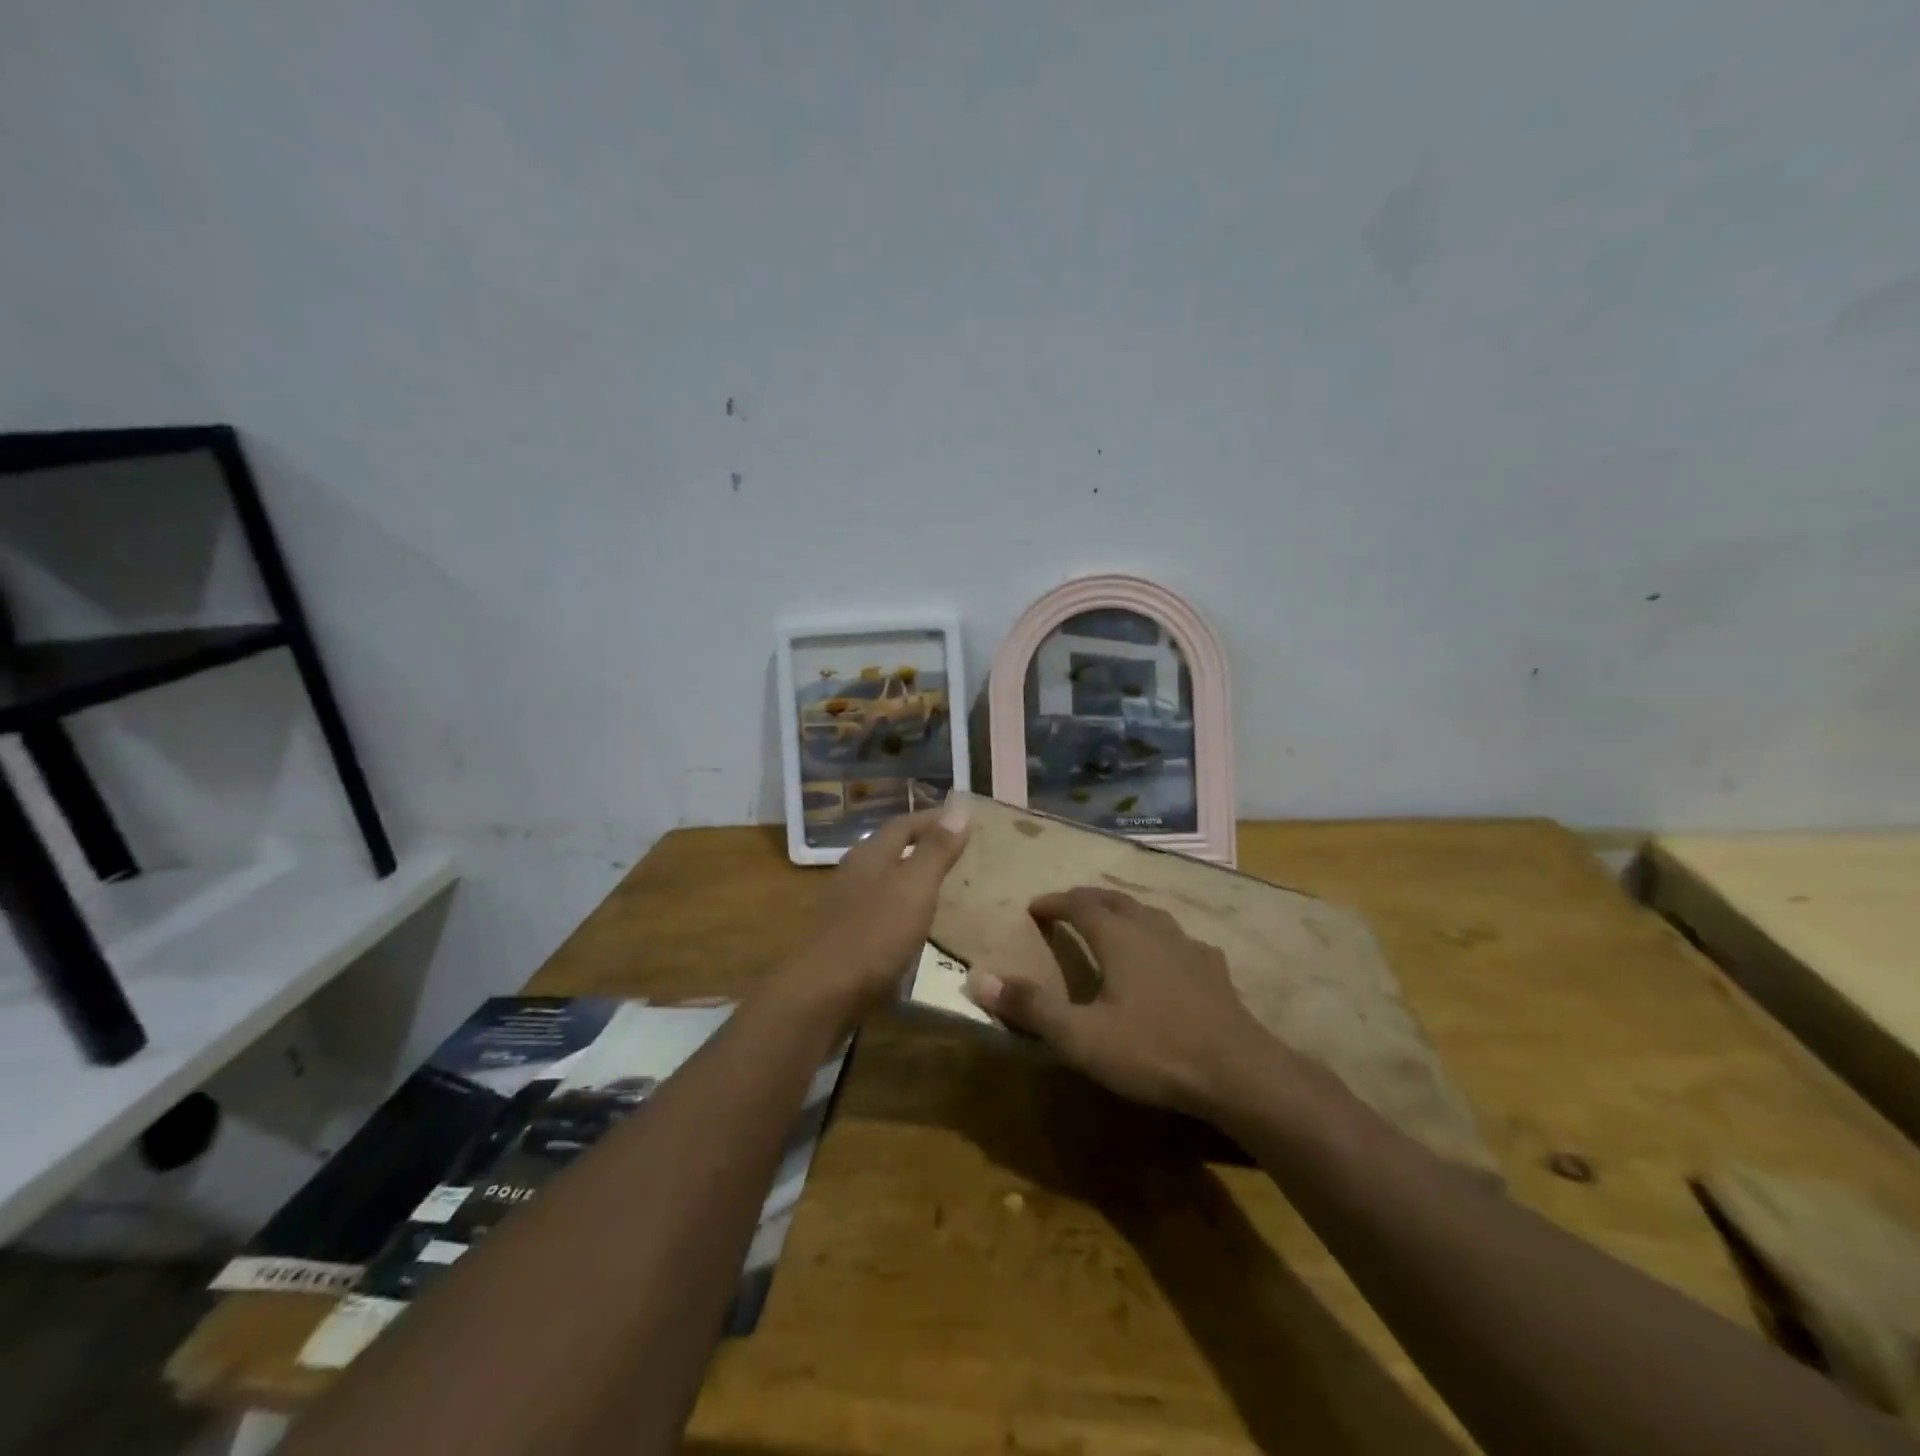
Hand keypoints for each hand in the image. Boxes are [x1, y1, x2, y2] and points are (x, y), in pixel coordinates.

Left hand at [781, 804, 970, 1021]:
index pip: (903, 823)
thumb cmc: (875, 934)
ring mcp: (845, 905)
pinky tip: (914, 924)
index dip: (933, 819)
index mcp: (870, 854)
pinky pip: (879, 908)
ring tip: (941, 885)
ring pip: (883, 879)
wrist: (823, 993)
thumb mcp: (915, 887)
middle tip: (955, 850)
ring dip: (910, 876)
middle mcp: (854, 872)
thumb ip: (936, 850)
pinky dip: (901, 906)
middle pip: (890, 848)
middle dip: (921, 845)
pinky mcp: (844, 936)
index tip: (963, 820)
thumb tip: (959, 809)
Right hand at [964, 886, 1280, 1115]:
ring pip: (1150, 914)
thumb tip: (977, 979)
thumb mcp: (1081, 1037)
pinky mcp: (1214, 970)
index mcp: (1119, 938)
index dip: (1055, 903)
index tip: (1035, 906)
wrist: (1238, 1073)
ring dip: (1125, 911)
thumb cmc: (1153, 1050)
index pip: (1079, 905)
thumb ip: (1031, 1007)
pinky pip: (1180, 940)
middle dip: (1087, 898)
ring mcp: (1188, 947)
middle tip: (1068, 904)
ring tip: (1113, 919)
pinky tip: (1168, 954)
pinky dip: (1160, 937)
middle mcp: (1153, 930)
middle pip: (1115, 900)